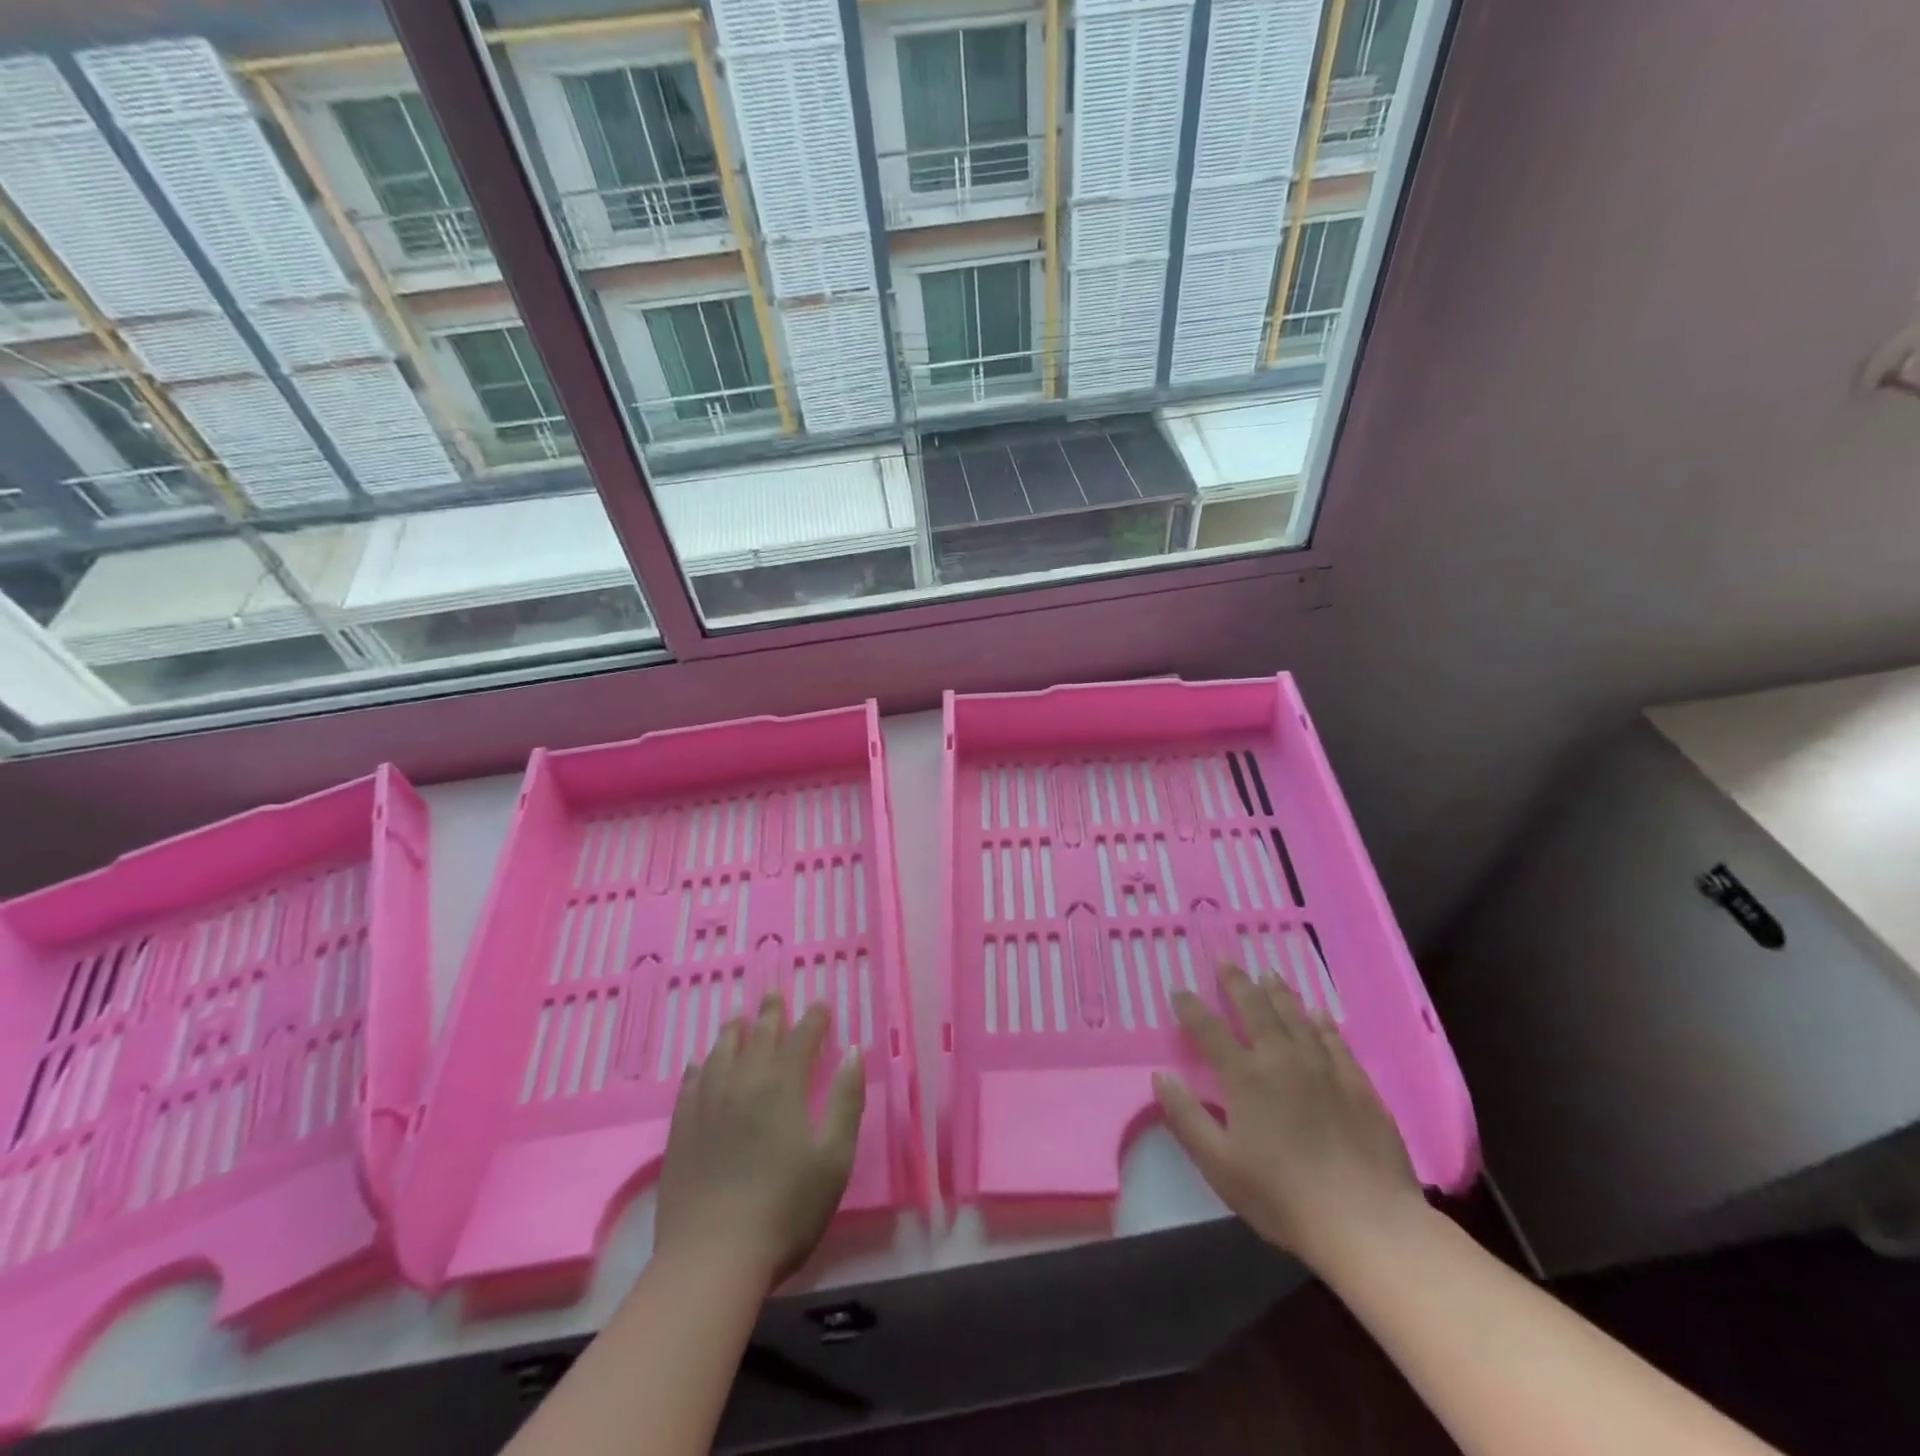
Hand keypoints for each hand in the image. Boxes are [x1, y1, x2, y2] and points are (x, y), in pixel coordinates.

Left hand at [655, 994, 865, 1289]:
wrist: (712, 1259)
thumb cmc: (786, 1209)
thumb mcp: (834, 1158)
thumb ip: (846, 1101)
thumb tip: (854, 1052)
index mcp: (783, 1086)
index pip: (801, 1038)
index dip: (813, 1019)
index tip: (821, 1005)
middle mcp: (743, 1083)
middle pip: (758, 1036)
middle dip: (770, 1013)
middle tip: (774, 995)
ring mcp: (707, 1105)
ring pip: (720, 1053)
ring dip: (733, 1031)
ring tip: (737, 1017)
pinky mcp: (681, 1130)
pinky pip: (690, 1083)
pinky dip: (699, 1066)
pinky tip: (699, 1064)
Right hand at [1154, 963, 1424, 1273]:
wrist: (1367, 1223)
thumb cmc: (1284, 1198)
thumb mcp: (1219, 1165)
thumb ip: (1187, 1118)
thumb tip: (1160, 1076)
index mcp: (1246, 1078)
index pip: (1210, 1032)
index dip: (1191, 1008)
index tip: (1179, 989)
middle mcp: (1282, 1061)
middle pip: (1256, 1011)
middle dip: (1237, 984)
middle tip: (1226, 960)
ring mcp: (1324, 1070)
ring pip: (1296, 1018)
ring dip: (1279, 993)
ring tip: (1268, 974)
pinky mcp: (1358, 1086)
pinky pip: (1336, 1042)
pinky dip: (1323, 1023)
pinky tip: (1319, 1014)